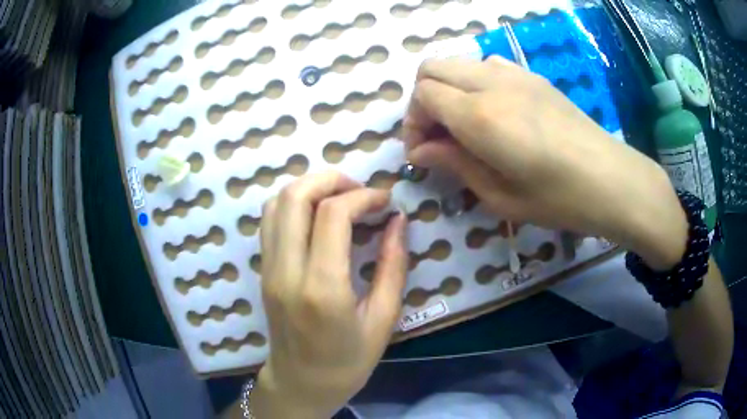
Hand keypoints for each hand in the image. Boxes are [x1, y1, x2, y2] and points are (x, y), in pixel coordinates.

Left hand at [252, 172, 407, 417]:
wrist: (301, 383)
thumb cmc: (348, 361)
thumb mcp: (383, 319)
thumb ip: (393, 265)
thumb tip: (398, 220)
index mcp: (321, 289)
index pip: (332, 215)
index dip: (363, 196)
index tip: (385, 201)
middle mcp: (286, 271)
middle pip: (295, 196)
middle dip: (331, 179)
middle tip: (361, 190)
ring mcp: (268, 269)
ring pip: (276, 202)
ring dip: (310, 188)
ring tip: (340, 199)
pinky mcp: (262, 269)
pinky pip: (270, 220)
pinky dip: (294, 204)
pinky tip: (318, 217)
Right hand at [403, 57, 686, 269]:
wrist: (612, 180)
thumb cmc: (559, 199)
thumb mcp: (500, 196)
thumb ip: (455, 164)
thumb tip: (421, 151)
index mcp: (480, 115)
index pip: (423, 95)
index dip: (412, 123)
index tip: (422, 153)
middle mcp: (492, 83)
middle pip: (432, 68)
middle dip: (423, 100)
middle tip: (437, 137)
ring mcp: (515, 74)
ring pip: (459, 63)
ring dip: (449, 89)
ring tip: (464, 125)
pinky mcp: (533, 77)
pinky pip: (488, 65)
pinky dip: (475, 82)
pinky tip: (493, 112)